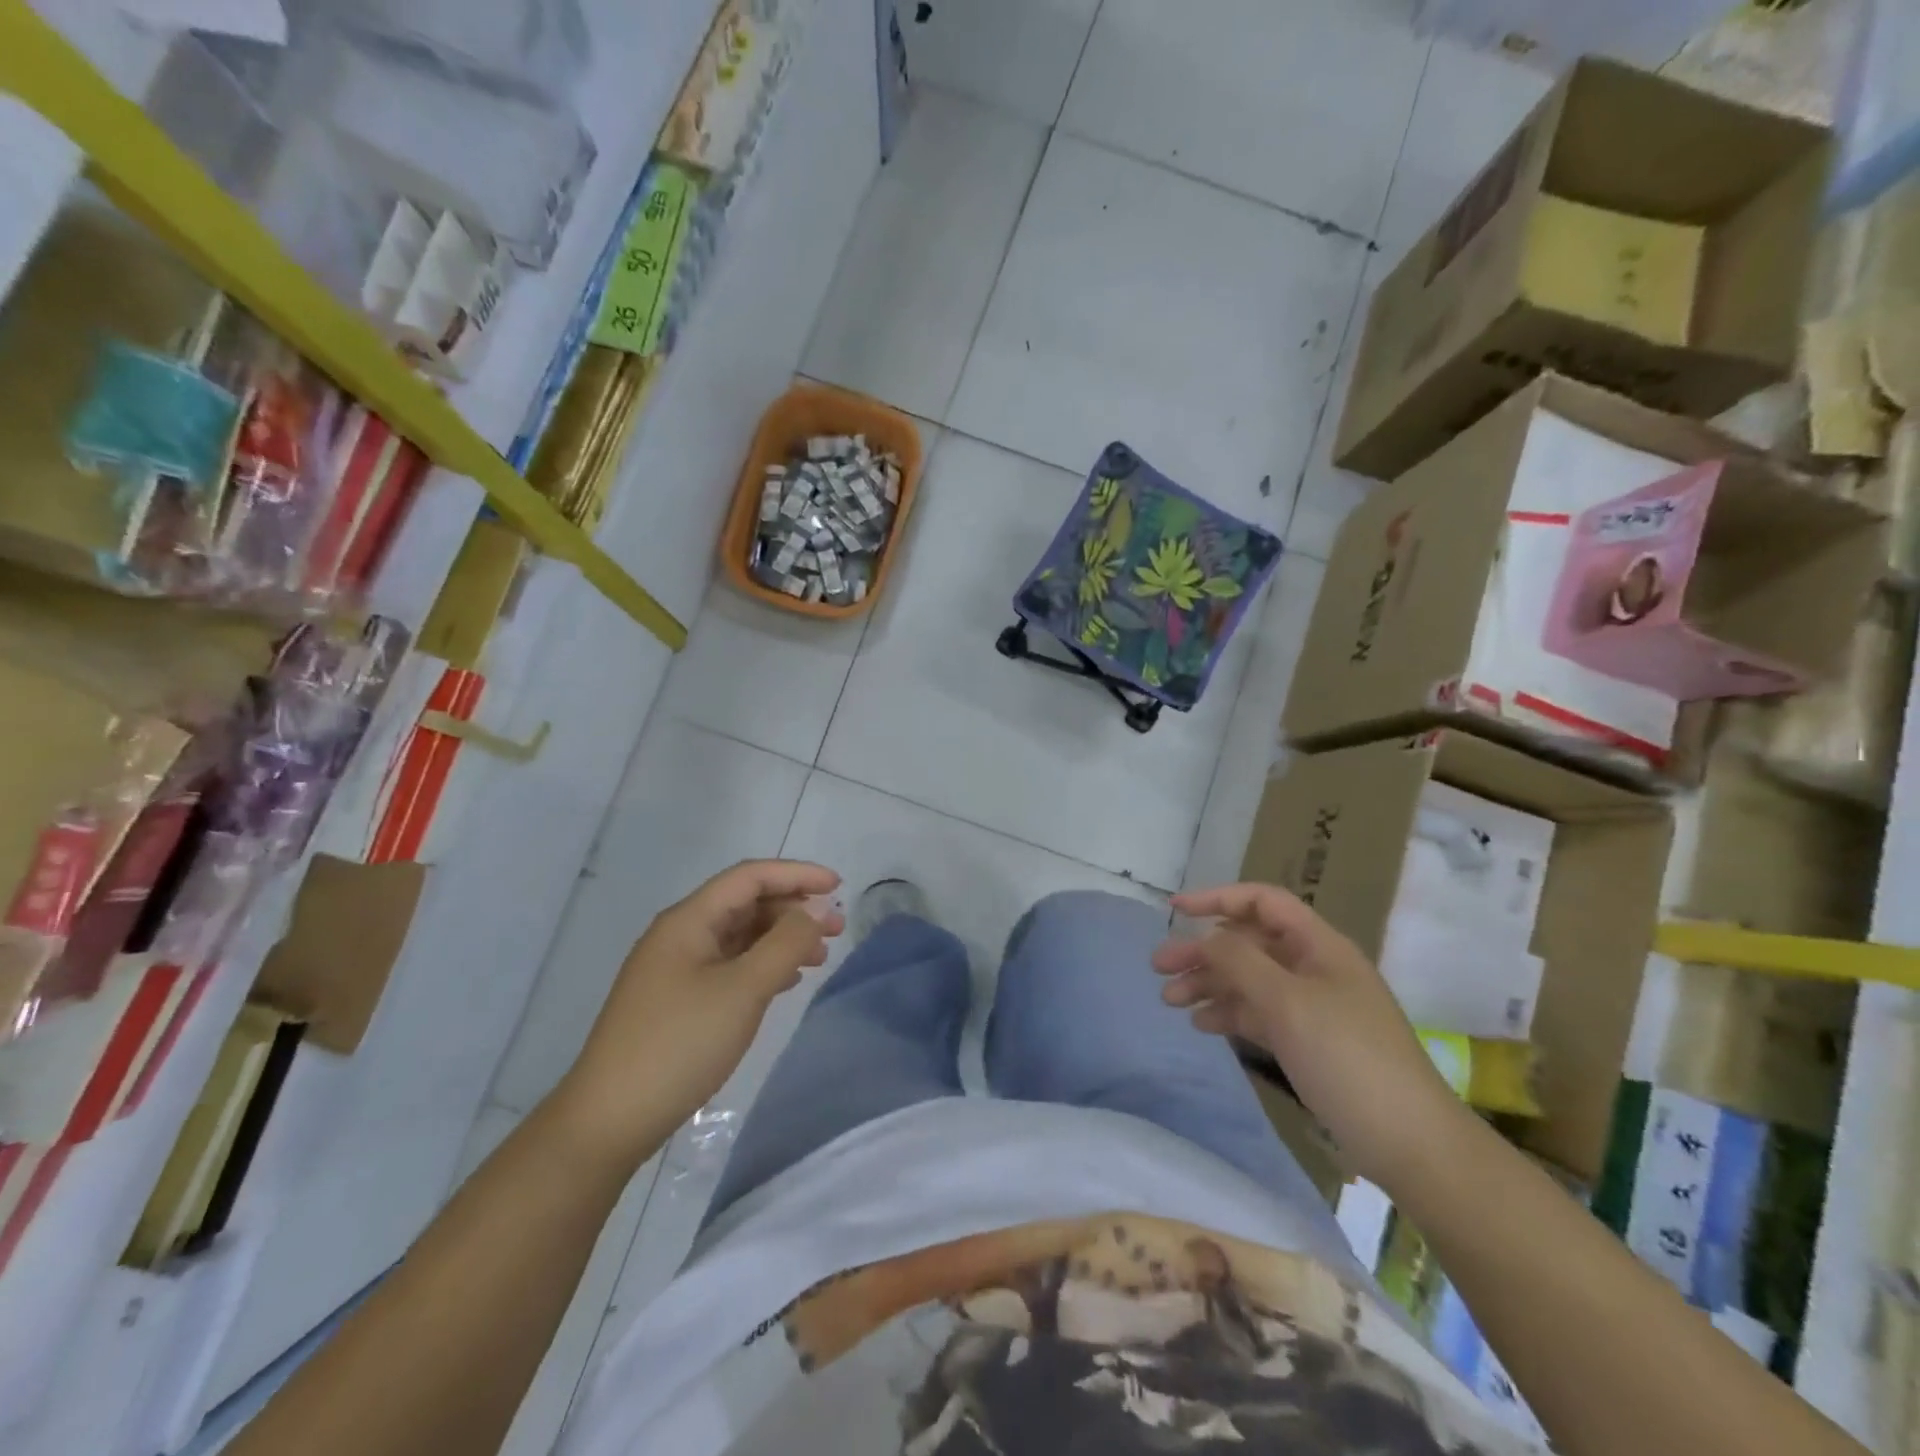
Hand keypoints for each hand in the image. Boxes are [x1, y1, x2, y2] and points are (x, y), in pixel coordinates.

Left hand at [556, 860, 843, 1167]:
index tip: (838, 886)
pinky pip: (730, 966)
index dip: (797, 874)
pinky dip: (764, 966)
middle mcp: (681, 935)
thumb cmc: (680, 1044)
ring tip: (820, 958)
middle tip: (837, 929)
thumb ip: (784, 944)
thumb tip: (813, 912)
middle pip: (746, 904)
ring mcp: (677, 969)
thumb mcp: (742, 990)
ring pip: (740, 936)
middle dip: (794, 909)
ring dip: (782, 939)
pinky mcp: (678, 1001)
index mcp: (689, 920)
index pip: (750, 877)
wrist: (609, 1120)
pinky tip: (787, 982)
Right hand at [1155, 883, 1467, 1185]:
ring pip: (1250, 980)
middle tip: (1158, 968)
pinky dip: (1229, 1013)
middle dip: (1202, 951)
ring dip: (1209, 984)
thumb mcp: (1287, 1002)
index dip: (1217, 898)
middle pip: (1248, 943)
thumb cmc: (1348, 1059)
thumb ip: (1239, 962)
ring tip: (1170, 1001)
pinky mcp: (1309, 1041)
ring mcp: (1312, 1006)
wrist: (1411, 1143)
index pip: (1262, 902)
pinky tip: (1201, 1024)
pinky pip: (1259, 1013)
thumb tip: (1204, 938)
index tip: (1174, 909)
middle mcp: (1314, 967)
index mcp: (1318, 946)